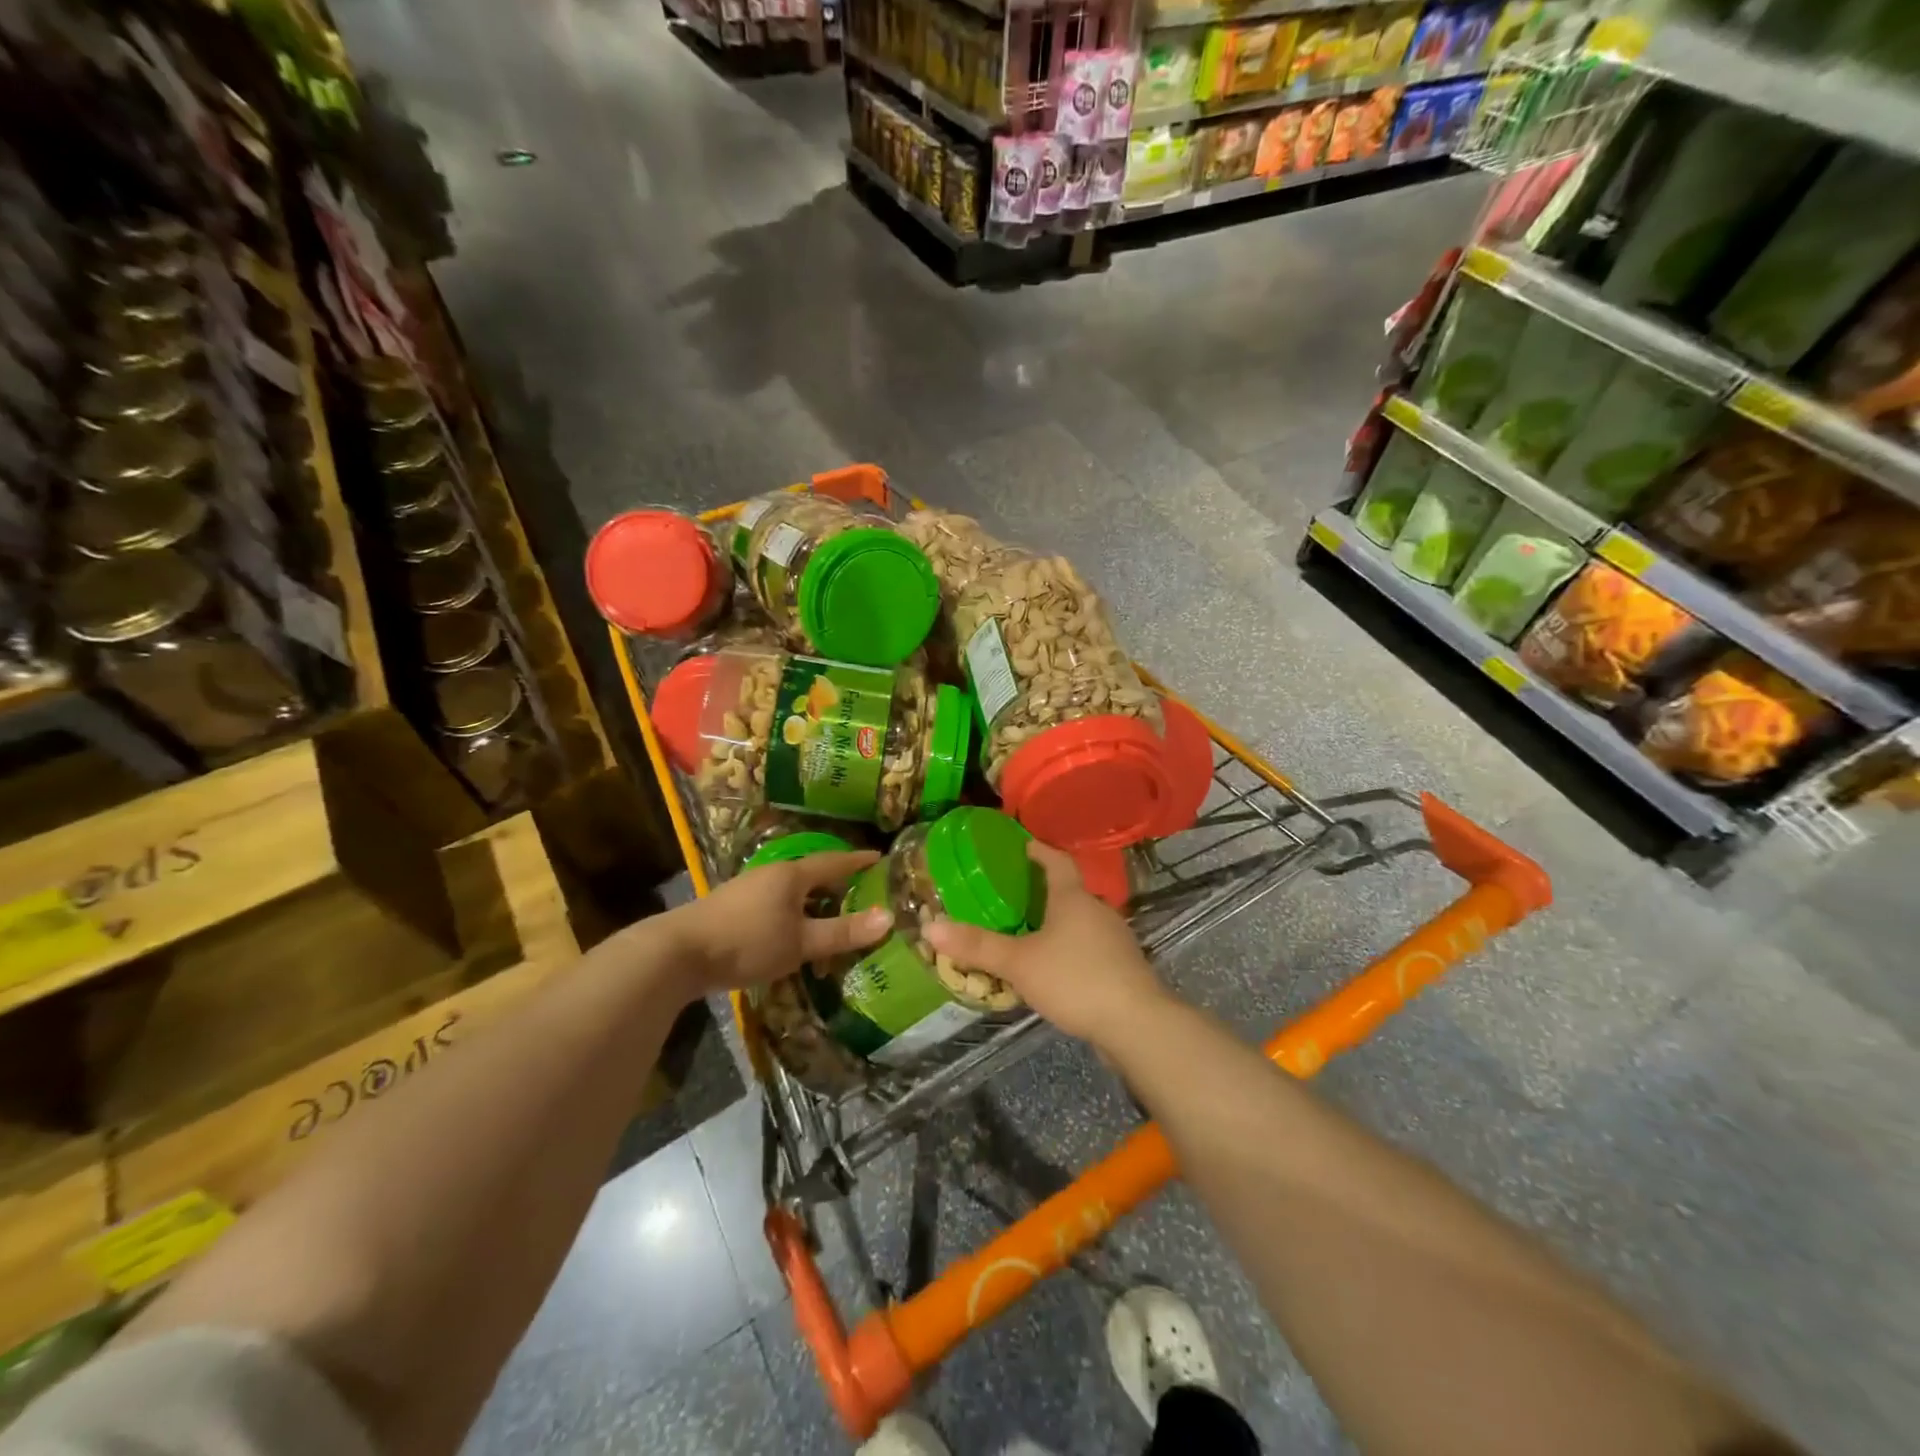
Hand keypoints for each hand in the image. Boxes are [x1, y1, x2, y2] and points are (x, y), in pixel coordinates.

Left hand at [671, 851, 890, 998]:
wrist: (679, 953)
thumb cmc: (747, 941)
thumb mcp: (800, 942)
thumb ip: (842, 932)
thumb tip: (889, 918)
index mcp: (792, 875)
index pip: (834, 862)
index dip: (858, 861)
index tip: (879, 857)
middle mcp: (771, 875)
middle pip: (812, 874)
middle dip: (836, 882)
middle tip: (862, 890)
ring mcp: (748, 890)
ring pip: (791, 891)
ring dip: (813, 901)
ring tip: (831, 914)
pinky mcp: (732, 910)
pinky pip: (775, 905)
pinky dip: (793, 913)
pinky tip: (793, 932)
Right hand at [925, 843, 1171, 1047]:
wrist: (1137, 1023)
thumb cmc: (1075, 979)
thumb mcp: (1019, 962)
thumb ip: (978, 946)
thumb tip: (931, 926)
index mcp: (1073, 898)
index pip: (1057, 861)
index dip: (1040, 851)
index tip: (1024, 845)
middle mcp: (1098, 911)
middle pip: (1071, 891)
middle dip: (1045, 891)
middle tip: (1014, 895)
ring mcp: (1115, 940)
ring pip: (1082, 922)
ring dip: (1059, 923)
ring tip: (1030, 933)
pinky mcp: (1123, 968)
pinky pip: (1091, 948)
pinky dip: (1072, 949)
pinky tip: (1056, 969)